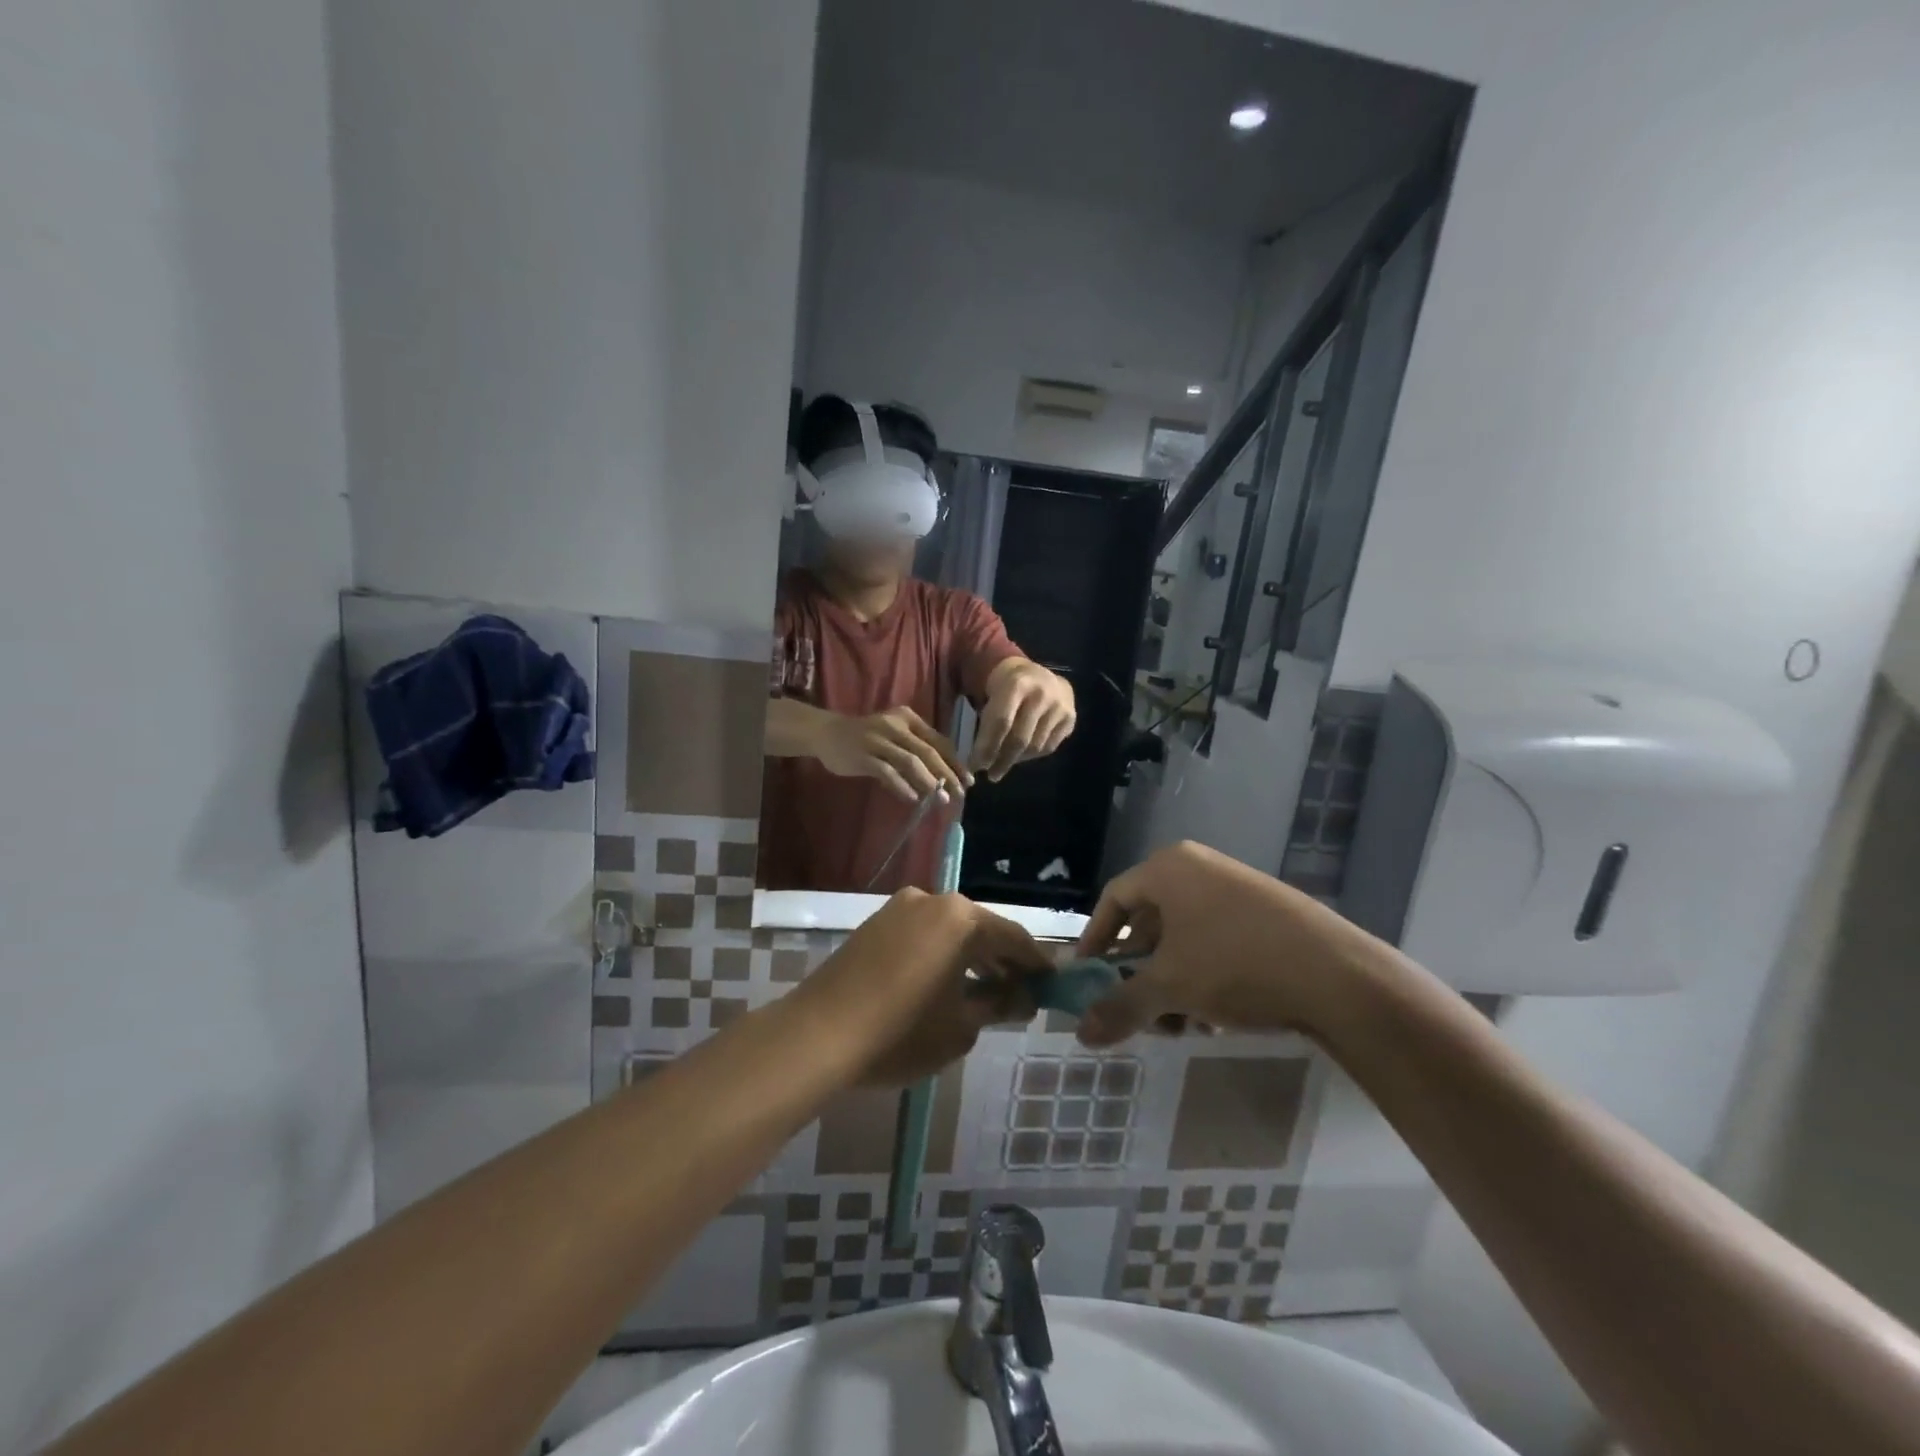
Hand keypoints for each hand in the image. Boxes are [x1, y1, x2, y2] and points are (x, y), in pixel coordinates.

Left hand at [800, 890, 1047, 1085]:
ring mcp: (899, 908)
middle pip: (980, 928)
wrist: (819, 1035)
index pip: (1013, 937)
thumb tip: (1024, 997)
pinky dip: (942, 953)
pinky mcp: (875, 923)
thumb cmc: (902, 1032)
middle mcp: (931, 900)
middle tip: (1022, 992)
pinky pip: (923, 933)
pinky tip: (946, 983)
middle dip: (1003, 960)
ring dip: (971, 957)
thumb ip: (999, 1004)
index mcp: (960, 917)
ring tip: (987, 991)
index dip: (1036, 963)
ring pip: (950, 930)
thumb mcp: (961, 1026)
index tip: (1052, 984)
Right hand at [812, 706, 971, 803]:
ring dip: (928, 782)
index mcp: (908, 719)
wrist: (827, 733)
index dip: (955, 761)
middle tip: (960, 794)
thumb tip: (944, 777)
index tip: (968, 780)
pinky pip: (887, 772)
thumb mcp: (895, 734)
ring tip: (941, 799)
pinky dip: (901, 785)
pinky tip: (913, 798)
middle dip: (947, 774)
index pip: (938, 740)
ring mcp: (878, 740)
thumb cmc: (867, 736)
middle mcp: (895, 726)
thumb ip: (916, 749)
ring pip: (910, 761)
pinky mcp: (863, 755)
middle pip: (928, 752)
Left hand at [973, 660, 1075, 780]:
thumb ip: (987, 720)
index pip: (1001, 722)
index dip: (987, 747)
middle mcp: (1042, 693)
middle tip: (991, 774)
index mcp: (1017, 683)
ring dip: (1016, 759)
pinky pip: (1049, 746)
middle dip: (1002, 760)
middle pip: (1020, 738)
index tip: (976, 765)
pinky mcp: (1071, 717)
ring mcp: (1059, 706)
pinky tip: (1022, 753)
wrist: (1039, 674)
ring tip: (1004, 763)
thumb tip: (979, 758)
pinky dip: (1032, 755)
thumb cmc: (1006, 686)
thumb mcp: (991, 693)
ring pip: (1035, 746)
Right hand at [1071, 841, 1389, 1047]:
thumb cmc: (1235, 964)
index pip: (1114, 899)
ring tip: (1180, 1026)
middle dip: (1139, 974)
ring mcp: (1237, 888)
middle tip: (1136, 1012)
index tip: (1087, 977)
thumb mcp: (1170, 987)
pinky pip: (1216, 941)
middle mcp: (1199, 868)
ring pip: (1185, 938)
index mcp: (1169, 868)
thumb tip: (1079, 1033)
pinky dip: (1204, 977)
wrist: (1339, 976)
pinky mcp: (1267, 912)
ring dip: (1172, 983)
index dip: (1095, 940)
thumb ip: (1120, 1006)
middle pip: (1150, 922)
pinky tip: (1215, 1019)